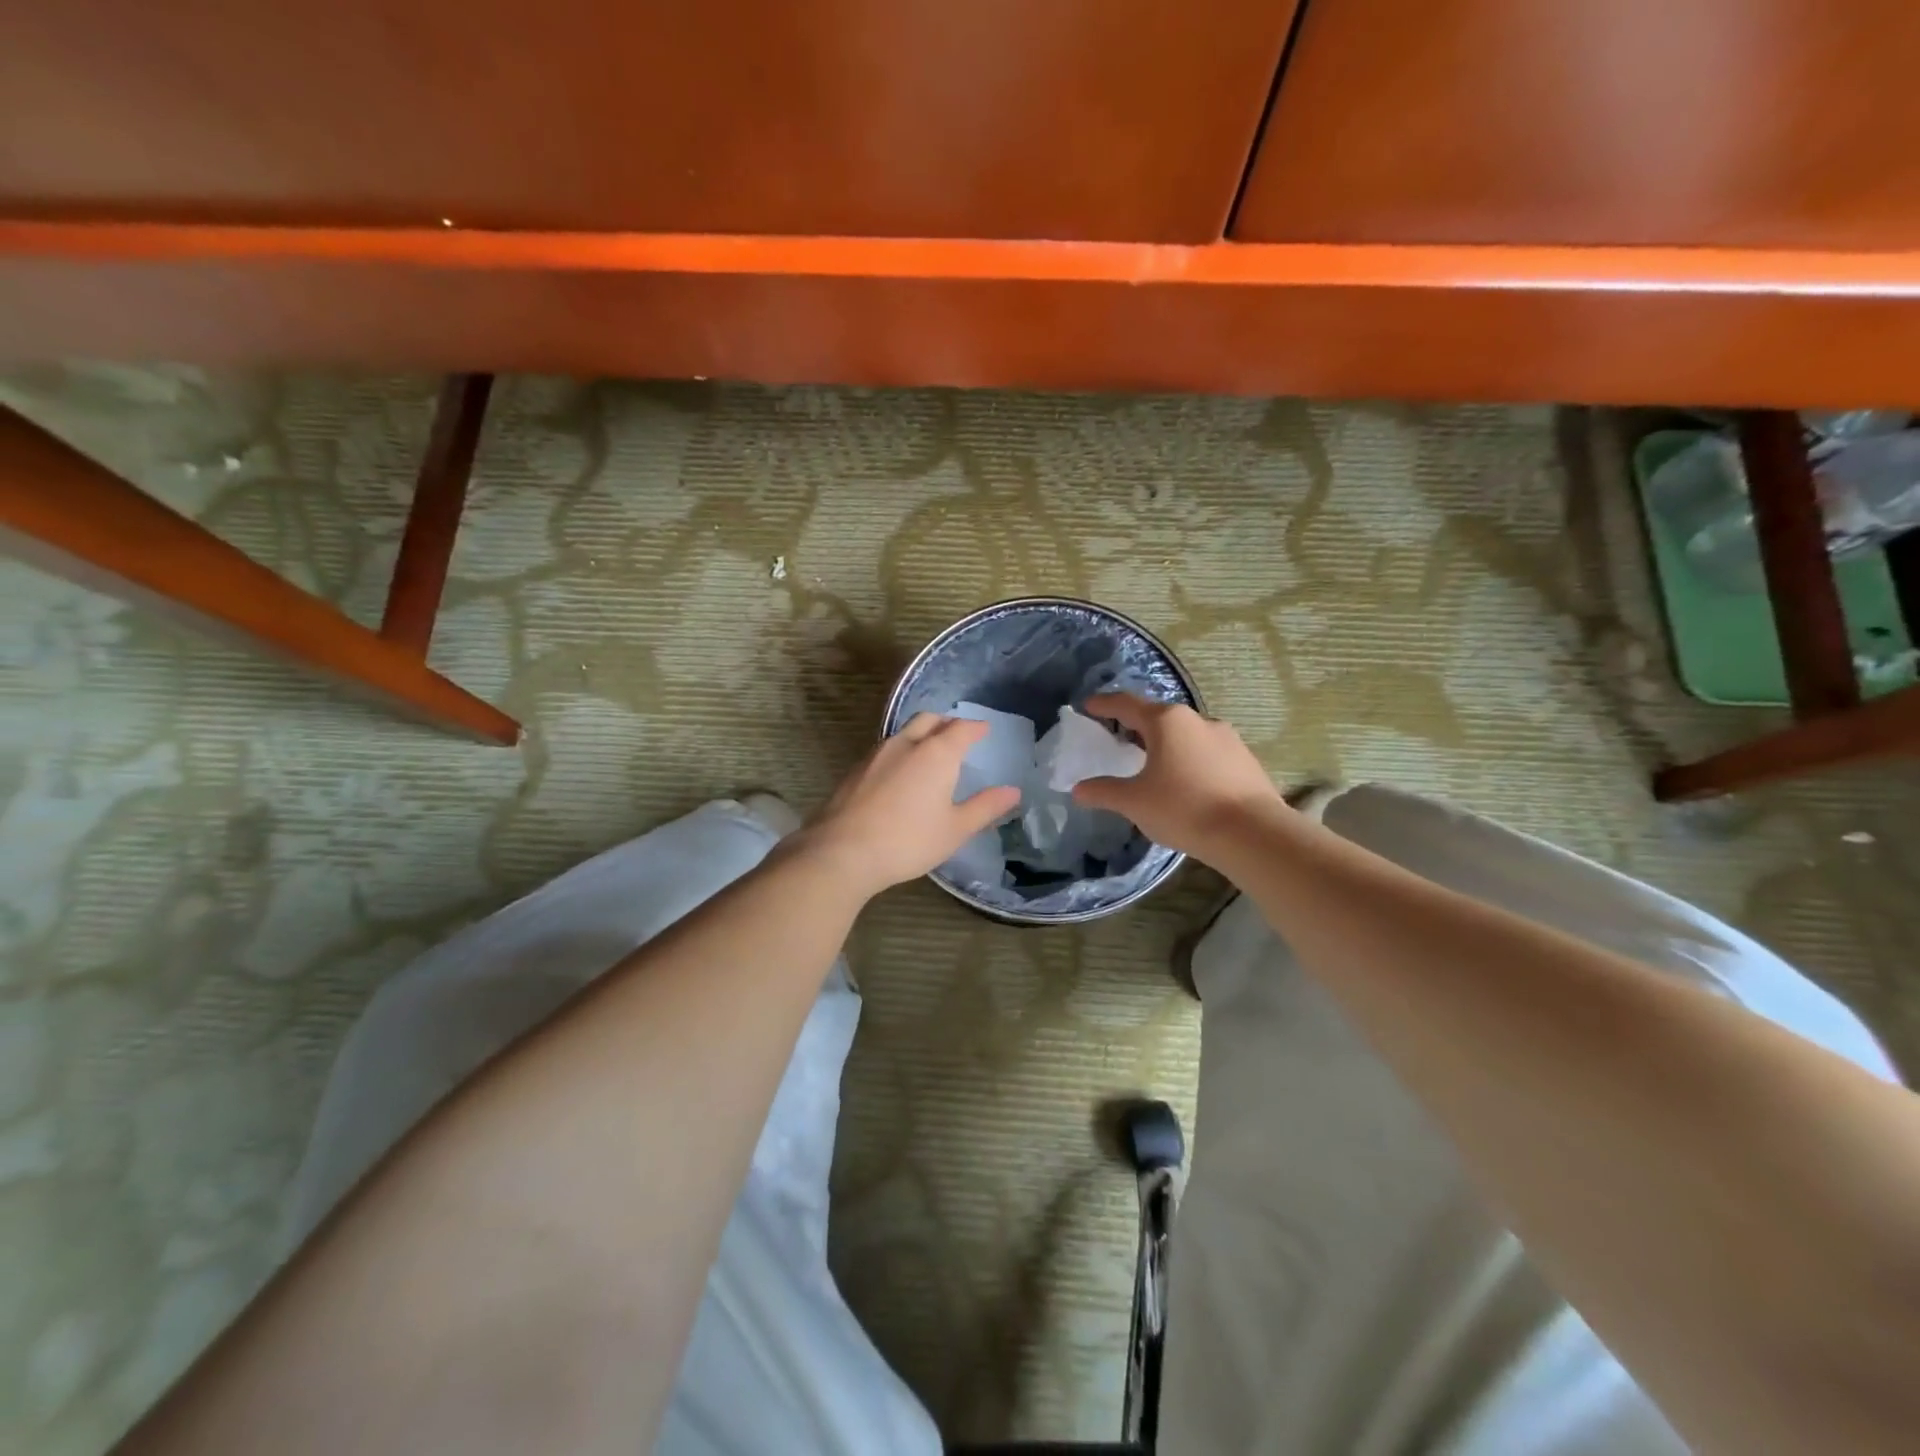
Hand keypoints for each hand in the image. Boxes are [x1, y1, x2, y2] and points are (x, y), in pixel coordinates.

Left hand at [799, 714, 1022, 898]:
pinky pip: (886, 748)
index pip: (962, 729)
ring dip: (921, 734)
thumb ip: (985, 807)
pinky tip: (900, 773)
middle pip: (930, 719)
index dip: (976, 728)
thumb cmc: (908, 841)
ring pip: (904, 732)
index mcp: (936, 753)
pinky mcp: (856, 769)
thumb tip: (1013, 791)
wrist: (841, 851)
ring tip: (930, 752)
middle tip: (958, 735)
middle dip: (947, 723)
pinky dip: (901, 750)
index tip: (984, 730)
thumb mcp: (955, 829)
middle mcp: (906, 744)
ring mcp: (876, 754)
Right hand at [1072, 693, 1286, 857]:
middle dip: (1135, 725)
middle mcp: (1197, 720)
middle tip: (1117, 738)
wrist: (1252, 833)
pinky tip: (1185, 783)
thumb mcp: (1134, 802)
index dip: (1104, 704)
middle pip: (1158, 717)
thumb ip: (1104, 792)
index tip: (1088, 706)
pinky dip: (1188, 760)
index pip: (1126, 704)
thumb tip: (1078, 789)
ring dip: (1165, 744)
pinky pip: (1206, 753)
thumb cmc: (1184, 808)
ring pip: (1185, 735)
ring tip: (1151, 764)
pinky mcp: (1245, 760)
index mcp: (1166, 721)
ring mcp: (1226, 738)